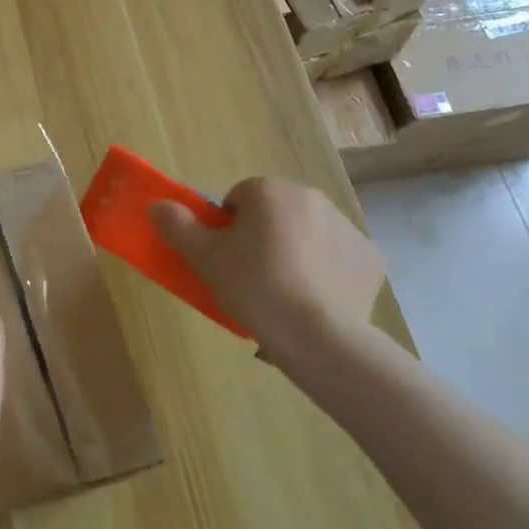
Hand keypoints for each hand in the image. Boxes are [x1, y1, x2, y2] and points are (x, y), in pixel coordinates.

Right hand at [150, 178, 383, 368]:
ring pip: (307, 232)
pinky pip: (338, 257)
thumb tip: (157, 205)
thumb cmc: (255, 288)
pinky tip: (315, 300)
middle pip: (275, 213)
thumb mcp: (204, 258)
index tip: (226, 259)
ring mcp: (346, 227)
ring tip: (283, 293)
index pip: (238, 198)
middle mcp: (311, 198)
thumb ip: (177, 226)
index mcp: (269, 191)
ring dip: (295, 251)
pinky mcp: (371, 258)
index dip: (227, 228)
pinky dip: (326, 272)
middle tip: (250, 276)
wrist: (319, 336)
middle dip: (263, 236)